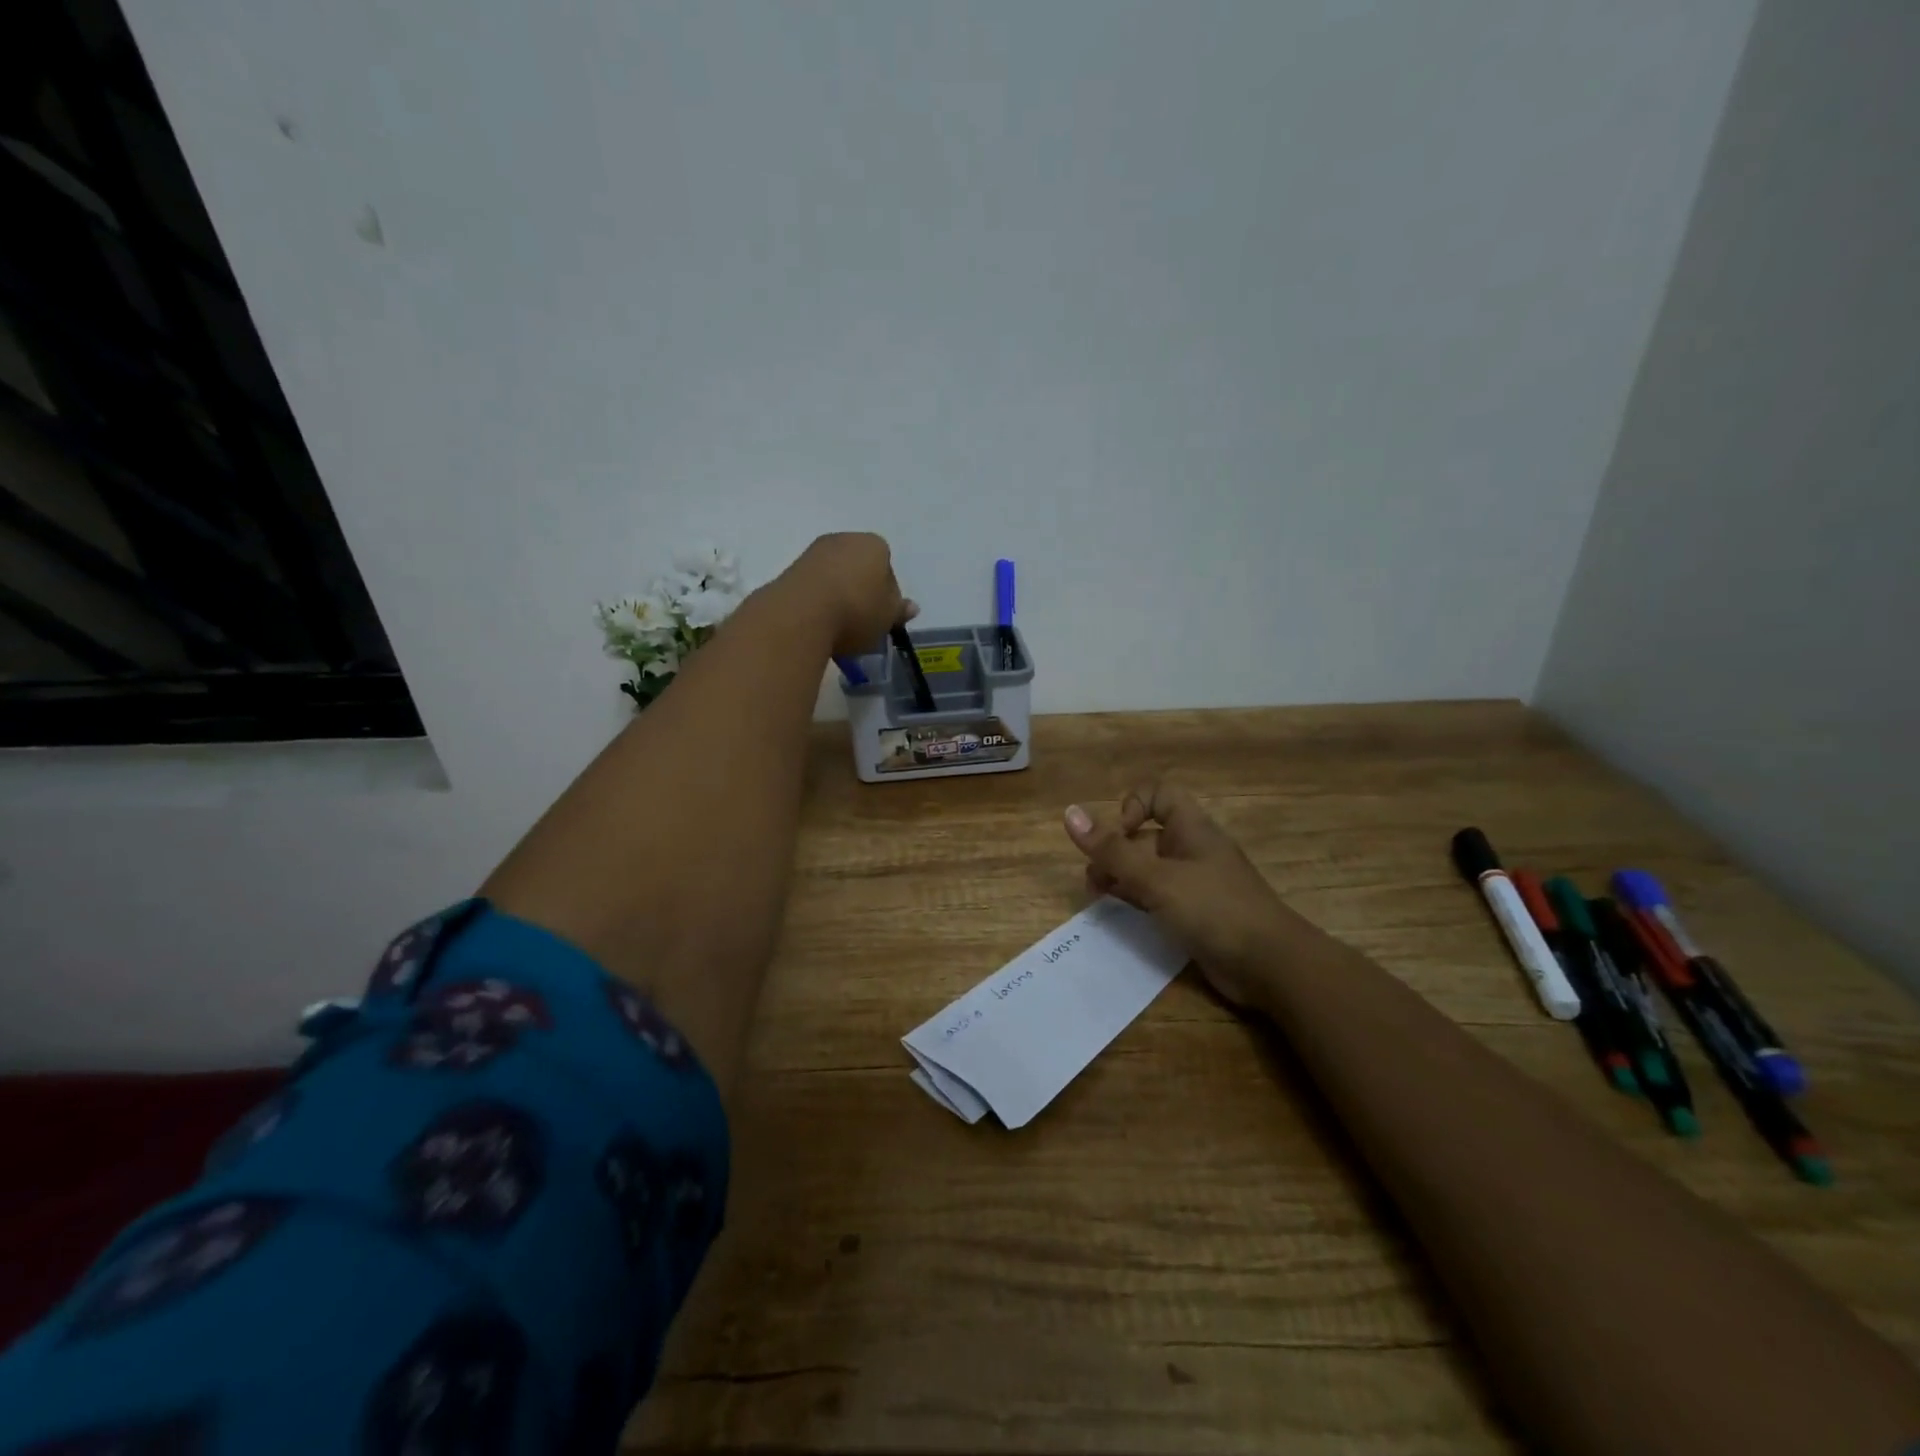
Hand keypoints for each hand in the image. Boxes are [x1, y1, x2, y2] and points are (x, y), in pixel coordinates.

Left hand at [775, 533, 917, 655]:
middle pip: (859, 568)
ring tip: (838, 627)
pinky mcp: (790, 570)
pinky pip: (813, 586)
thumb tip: (911, 607)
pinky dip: (818, 601)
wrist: (800, 615)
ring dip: (838, 596)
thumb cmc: (856, 611)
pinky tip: (818, 623)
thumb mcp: (888, 617)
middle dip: (861, 591)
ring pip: (834, 576)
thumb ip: (899, 610)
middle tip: (862, 623)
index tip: (882, 617)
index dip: (887, 594)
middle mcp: (844, 539)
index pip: (887, 567)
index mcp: (874, 545)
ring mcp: (814, 552)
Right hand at [1064, 781, 1298, 1008]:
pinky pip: (1159, 896)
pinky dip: (1138, 900)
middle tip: (1093, 882)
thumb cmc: (1214, 910)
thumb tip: (1070, 813)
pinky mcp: (1197, 913)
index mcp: (1191, 829)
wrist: (1271, 965)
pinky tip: (1122, 915)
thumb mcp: (1157, 879)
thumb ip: (1112, 851)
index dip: (1131, 806)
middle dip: (1115, 852)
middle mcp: (1192, 850)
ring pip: (1149, 869)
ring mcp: (1196, 883)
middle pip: (1145, 836)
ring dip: (1121, 878)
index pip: (1157, 794)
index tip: (1119, 837)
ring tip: (1098, 899)